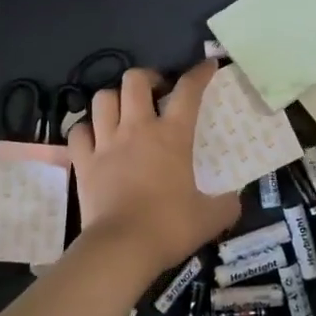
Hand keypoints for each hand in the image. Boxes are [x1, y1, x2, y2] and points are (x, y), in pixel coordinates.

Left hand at [68, 60, 239, 278]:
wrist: (122, 248)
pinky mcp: (83, 162)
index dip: (199, 73)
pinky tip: (96, 138)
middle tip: (157, 92)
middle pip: (134, 80)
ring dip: (114, 98)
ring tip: (124, 111)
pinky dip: (87, 130)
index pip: (188, 90)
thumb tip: (236, 198)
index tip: (208, 66)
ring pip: (102, 98)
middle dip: (147, 78)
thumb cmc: (170, 228)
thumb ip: (227, 204)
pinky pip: (79, 132)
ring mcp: (106, 143)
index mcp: (172, 136)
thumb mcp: (211, 217)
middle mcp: (137, 129)